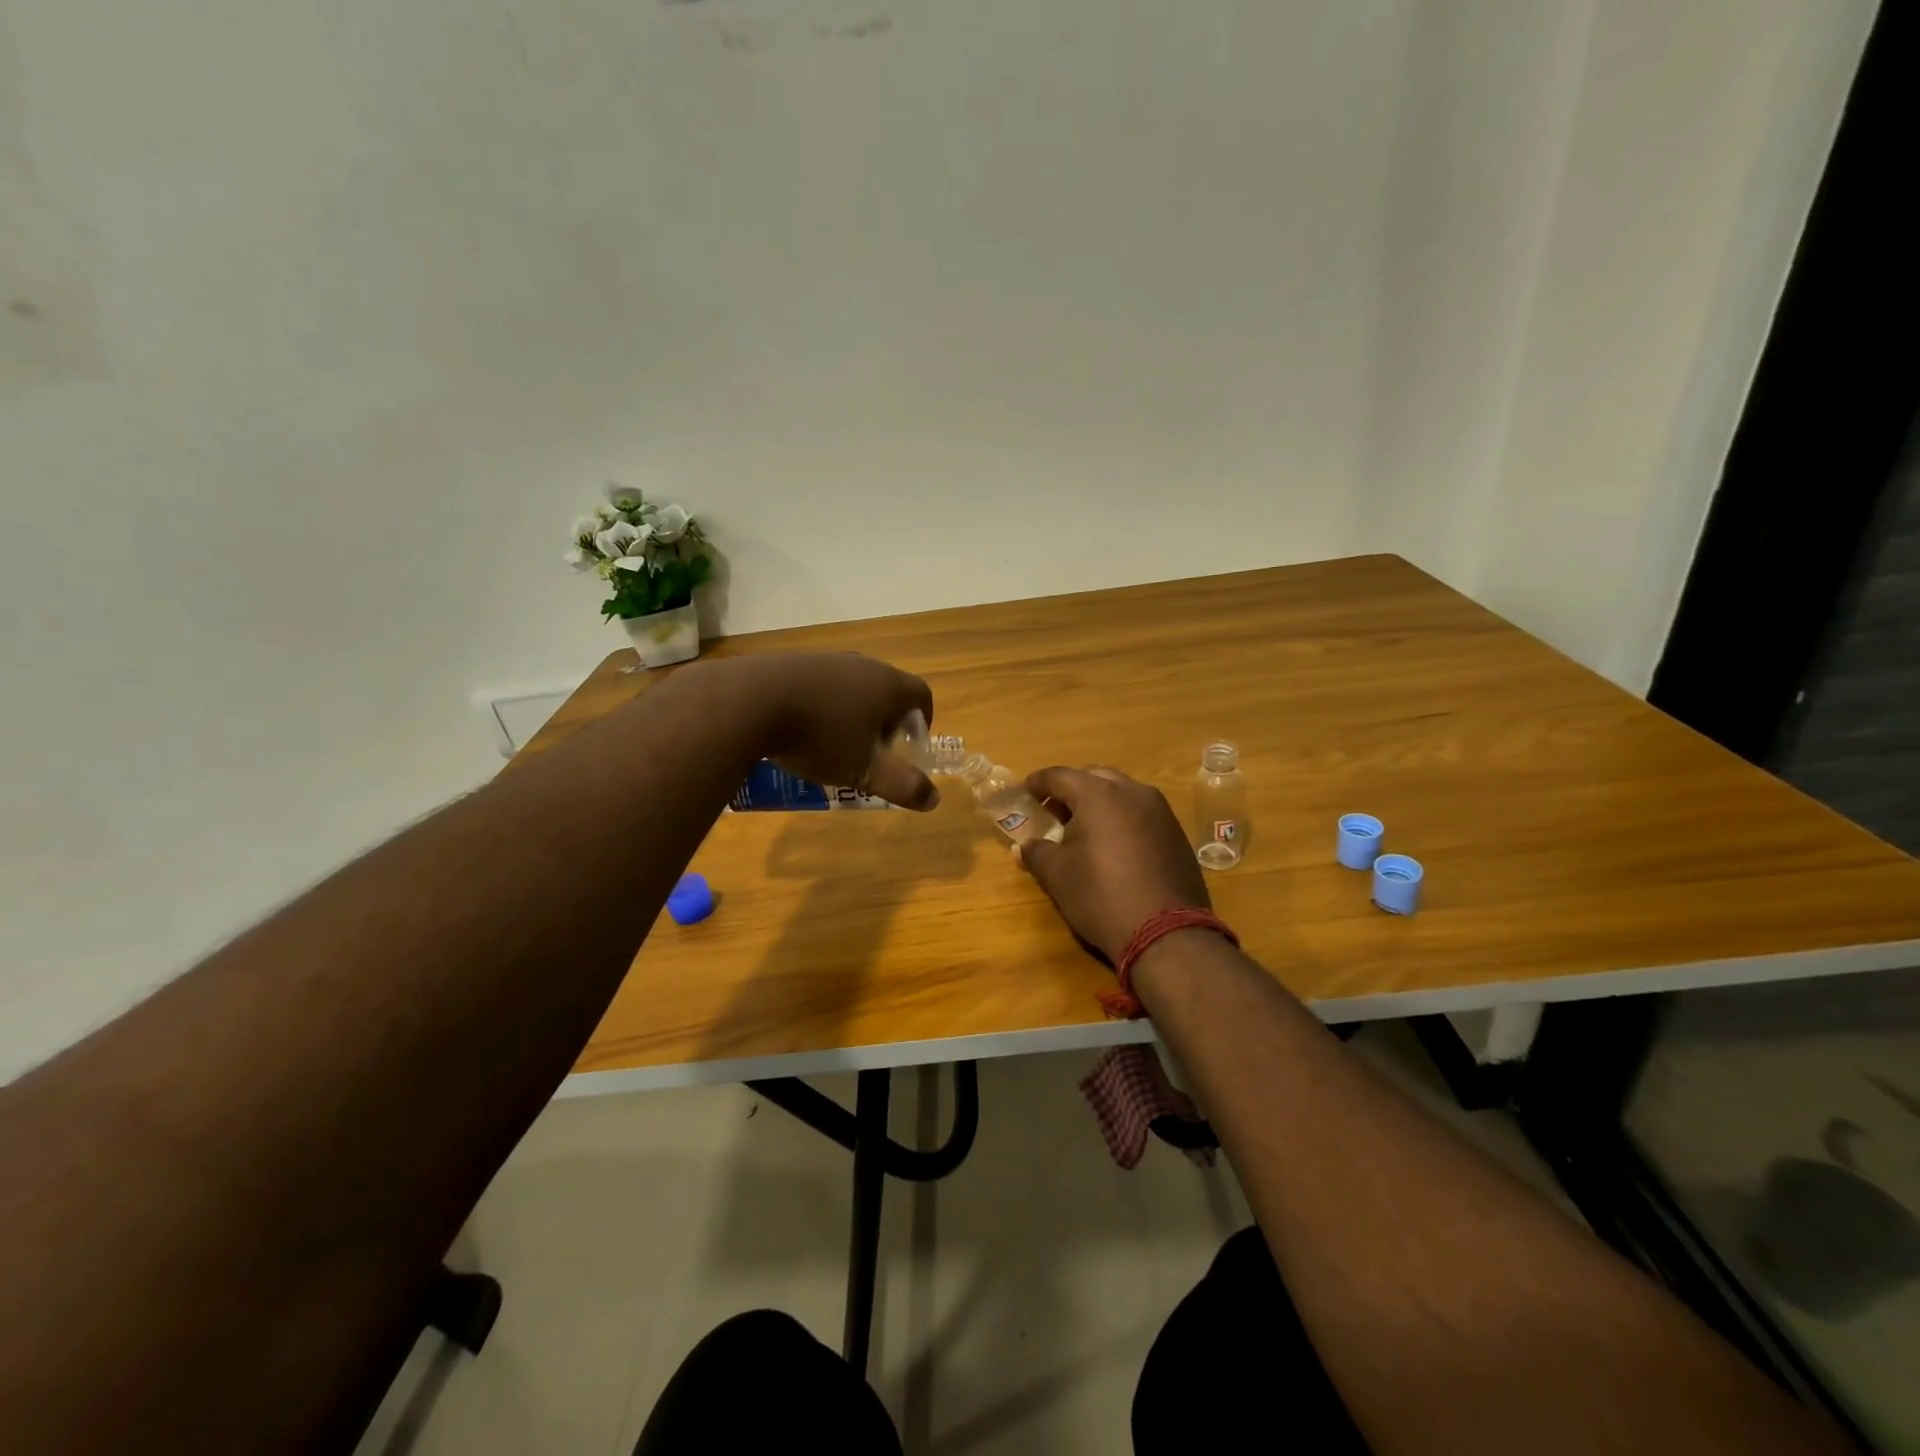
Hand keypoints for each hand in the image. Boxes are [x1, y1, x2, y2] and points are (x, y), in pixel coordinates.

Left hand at [709, 652, 939, 809]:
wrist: (749, 701)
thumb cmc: (819, 737)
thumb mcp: (863, 770)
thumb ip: (902, 785)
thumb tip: (934, 799)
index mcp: (887, 685)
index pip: (921, 694)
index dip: (923, 719)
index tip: (910, 744)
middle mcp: (861, 664)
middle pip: (887, 687)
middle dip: (886, 718)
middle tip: (874, 748)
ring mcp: (825, 659)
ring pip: (852, 683)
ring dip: (853, 709)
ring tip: (836, 740)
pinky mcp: (792, 661)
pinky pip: (820, 682)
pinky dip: (822, 702)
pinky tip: (802, 726)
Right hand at [1016, 766, 1209, 961]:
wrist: (1166, 932)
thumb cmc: (1101, 896)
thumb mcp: (1058, 876)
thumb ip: (1037, 853)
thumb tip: (1023, 846)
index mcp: (1098, 794)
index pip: (1060, 776)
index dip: (1038, 782)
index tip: (1025, 791)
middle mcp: (1132, 792)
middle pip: (1094, 777)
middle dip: (1071, 789)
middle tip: (1054, 810)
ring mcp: (1160, 811)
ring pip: (1122, 792)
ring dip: (1099, 802)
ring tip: (1083, 827)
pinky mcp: (1176, 832)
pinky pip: (1142, 812)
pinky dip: (1122, 818)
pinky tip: (1114, 845)